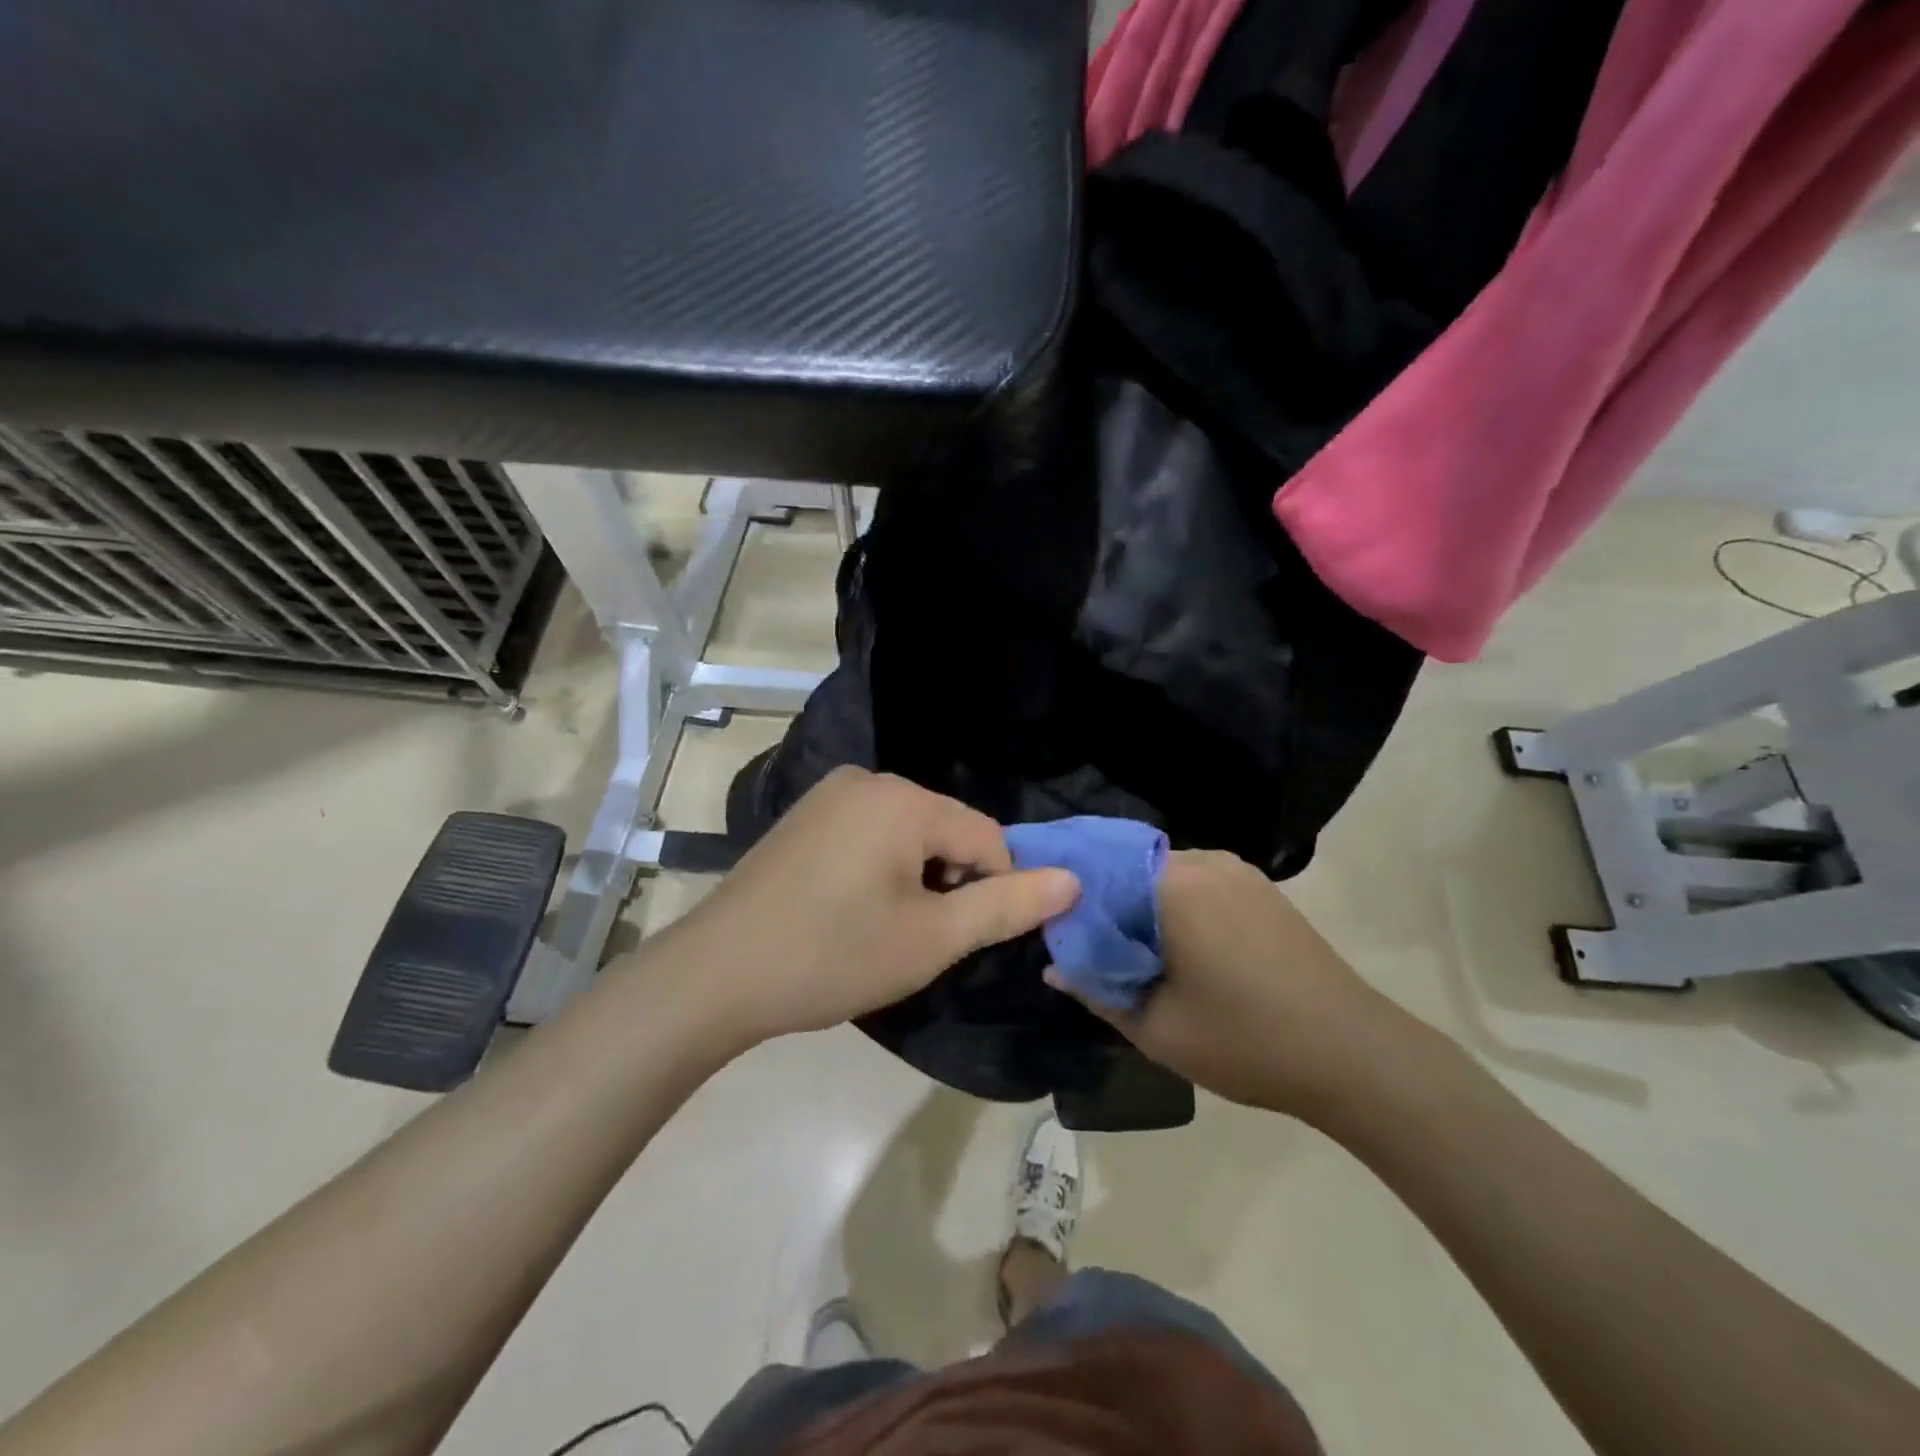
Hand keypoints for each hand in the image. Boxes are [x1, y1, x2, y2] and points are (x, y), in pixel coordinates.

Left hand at [666, 768, 1079, 1047]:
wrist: (716, 974)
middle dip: (947, 884)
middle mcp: (868, 780)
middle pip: (947, 830)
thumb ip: (1006, 907)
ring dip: (915, 880)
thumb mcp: (931, 939)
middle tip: (910, 939)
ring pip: (909, 834)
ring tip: (877, 929)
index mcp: (904, 799)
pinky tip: (848, 909)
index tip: (953, 939)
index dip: (988, 892)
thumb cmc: (833, 956)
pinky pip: (871, 834)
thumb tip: (1073, 880)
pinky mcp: (805, 815)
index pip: (988, 837)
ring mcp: (830, 794)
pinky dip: (880, 869)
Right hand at [1050, 849, 1408, 1121]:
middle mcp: (1203, 861)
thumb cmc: (1247, 1041)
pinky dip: (1172, 907)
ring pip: (1161, 876)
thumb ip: (1095, 990)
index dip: (1066, 895)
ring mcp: (1237, 871)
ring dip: (1138, 906)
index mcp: (1172, 884)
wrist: (1356, 1055)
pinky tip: (1174, 948)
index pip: (1096, 869)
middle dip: (1102, 903)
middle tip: (1082, 946)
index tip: (1047, 925)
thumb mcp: (1157, 1028)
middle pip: (1128, 869)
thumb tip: (1053, 966)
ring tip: (1125, 950)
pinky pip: (1196, 884)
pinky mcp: (1260, 889)